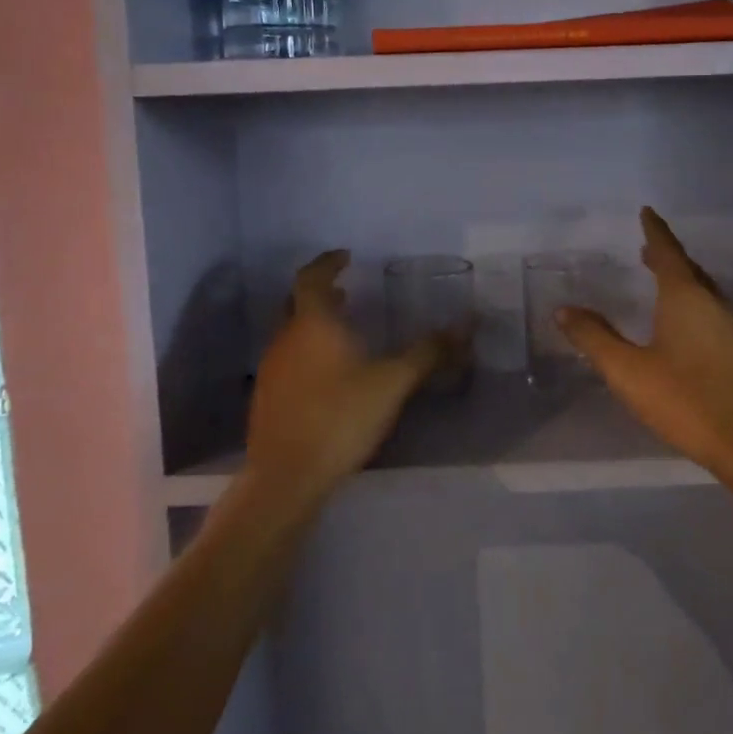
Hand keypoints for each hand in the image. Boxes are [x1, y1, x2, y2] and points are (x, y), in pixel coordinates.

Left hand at [244, 251, 454, 503]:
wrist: (286, 477)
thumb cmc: (340, 417)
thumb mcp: (392, 382)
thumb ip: (427, 352)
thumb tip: (465, 325)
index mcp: (313, 323)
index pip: (312, 277)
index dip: (328, 263)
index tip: (346, 256)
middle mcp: (286, 338)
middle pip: (296, 302)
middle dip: (321, 292)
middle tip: (346, 290)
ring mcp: (272, 369)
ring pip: (291, 331)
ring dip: (314, 323)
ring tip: (343, 329)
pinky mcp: (267, 397)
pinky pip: (288, 358)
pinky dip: (308, 350)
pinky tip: (329, 373)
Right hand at [559, 208, 732, 478]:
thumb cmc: (684, 399)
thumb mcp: (628, 371)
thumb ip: (595, 338)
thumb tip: (564, 310)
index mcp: (685, 298)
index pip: (667, 252)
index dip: (655, 231)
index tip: (647, 212)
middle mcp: (715, 303)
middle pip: (690, 270)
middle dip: (668, 257)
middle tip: (648, 250)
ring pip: (707, 292)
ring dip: (685, 282)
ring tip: (665, 284)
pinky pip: (717, 314)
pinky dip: (699, 306)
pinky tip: (692, 328)